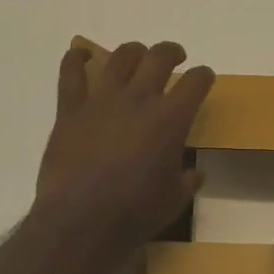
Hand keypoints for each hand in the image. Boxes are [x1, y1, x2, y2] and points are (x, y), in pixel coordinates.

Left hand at [34, 41, 214, 254]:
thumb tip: (194, 174)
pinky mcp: (70, 109)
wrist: (82, 221)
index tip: (203, 77)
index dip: (203, 75)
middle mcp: (138, 100)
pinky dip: (76, 59)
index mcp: (170, 120)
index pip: (195, 82)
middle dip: (171, 52)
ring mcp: (102, 100)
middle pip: (159, 57)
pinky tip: (81, 55)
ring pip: (121, 58)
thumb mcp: (174, 200)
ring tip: (137, 56)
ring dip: (133, 51)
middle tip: (174, 57)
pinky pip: (71, 74)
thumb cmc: (135, 213)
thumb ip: (187, 181)